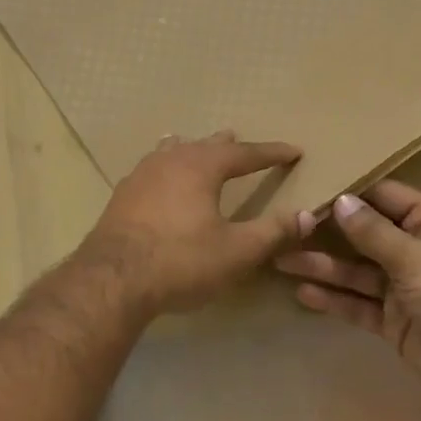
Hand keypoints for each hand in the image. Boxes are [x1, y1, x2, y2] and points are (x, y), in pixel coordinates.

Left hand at [76, 132, 304, 314]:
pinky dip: (165, 167)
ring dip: (190, 150)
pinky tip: (158, 178)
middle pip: (203, 145)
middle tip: (239, 141)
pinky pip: (150, 170)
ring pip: (171, 152)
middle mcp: (169, 161)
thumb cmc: (181, 261)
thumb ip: (273, 232)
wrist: (113, 279)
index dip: (271, 153)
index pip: (244, 153)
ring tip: (195, 146)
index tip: (293, 151)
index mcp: (201, 166)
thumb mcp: (237, 251)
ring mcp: (140, 176)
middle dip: (227, 146)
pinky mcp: (121, 196)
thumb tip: (307, 215)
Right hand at [275, 181, 420, 413]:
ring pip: (354, 272)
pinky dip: (333, 300)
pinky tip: (303, 294)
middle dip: (325, 233)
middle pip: (363, 236)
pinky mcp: (393, 322)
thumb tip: (339, 200)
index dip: (349, 194)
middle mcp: (414, 252)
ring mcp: (402, 289)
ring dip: (321, 266)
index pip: (384, 198)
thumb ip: (374, 233)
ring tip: (280, 260)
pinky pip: (357, 305)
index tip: (307, 188)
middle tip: (282, 227)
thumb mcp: (418, 257)